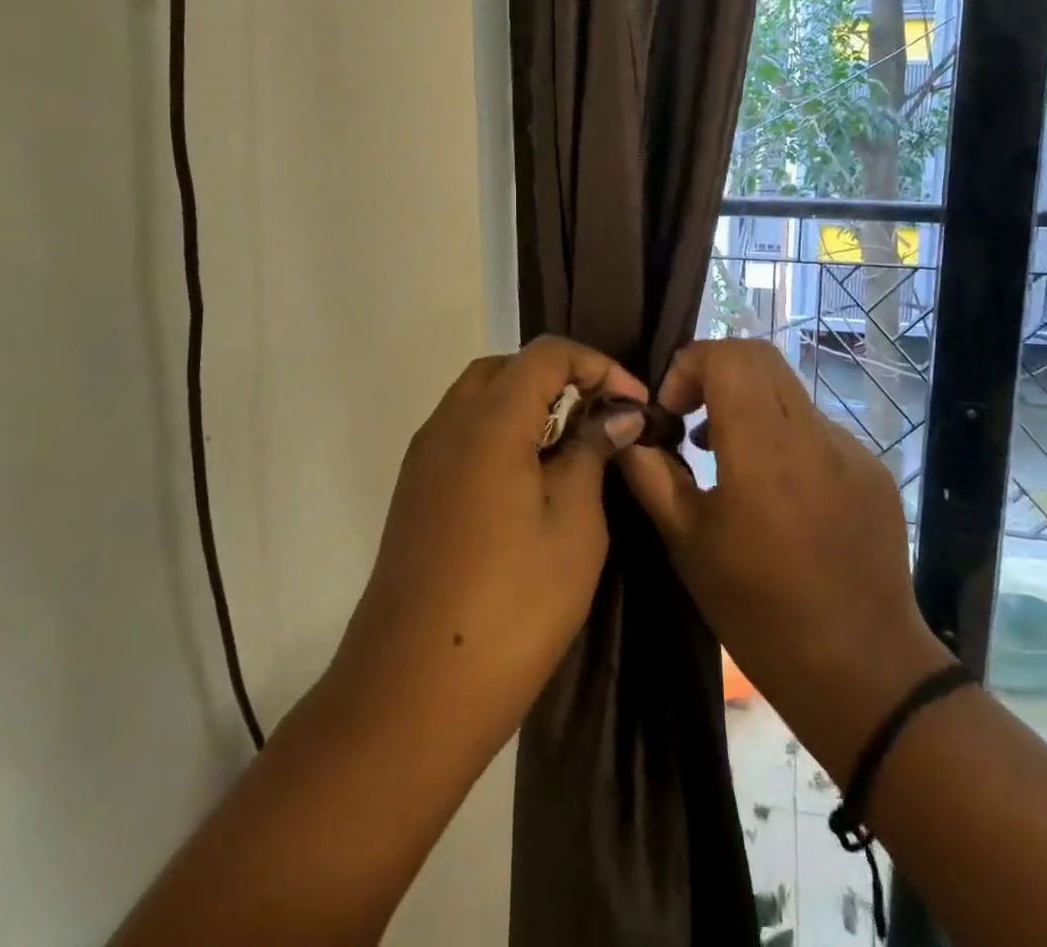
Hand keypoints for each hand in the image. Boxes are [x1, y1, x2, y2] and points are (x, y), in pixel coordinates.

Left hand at [332, 336, 647, 758]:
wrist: (412, 692)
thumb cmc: (512, 605)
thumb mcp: (574, 526)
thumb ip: (592, 455)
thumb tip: (617, 415)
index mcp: (489, 420)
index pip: (547, 354)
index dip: (597, 365)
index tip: (634, 403)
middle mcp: (447, 424)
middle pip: (507, 368)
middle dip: (560, 379)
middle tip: (602, 420)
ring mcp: (423, 459)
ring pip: (480, 399)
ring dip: (528, 406)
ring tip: (572, 449)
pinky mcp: (413, 492)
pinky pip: (461, 435)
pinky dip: (500, 435)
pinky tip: (529, 481)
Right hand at [617, 339, 947, 777]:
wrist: (863, 672)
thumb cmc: (760, 613)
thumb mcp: (687, 544)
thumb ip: (651, 474)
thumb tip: (628, 431)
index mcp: (766, 452)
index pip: (730, 355)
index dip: (690, 365)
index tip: (673, 412)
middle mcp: (815, 435)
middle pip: (761, 357)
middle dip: (715, 373)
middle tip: (691, 419)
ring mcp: (853, 450)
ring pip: (788, 392)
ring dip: (748, 405)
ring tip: (725, 458)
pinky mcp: (873, 470)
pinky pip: (816, 429)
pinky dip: (782, 437)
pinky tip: (775, 493)